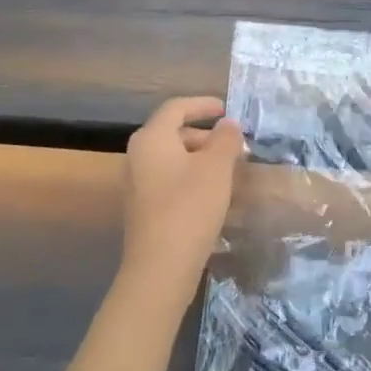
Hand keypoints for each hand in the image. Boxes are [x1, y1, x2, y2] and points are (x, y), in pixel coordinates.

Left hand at [120, 96, 245, 297]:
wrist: (160, 266)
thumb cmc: (190, 206)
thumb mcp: (217, 167)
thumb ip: (225, 139)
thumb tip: (228, 124)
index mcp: (151, 138)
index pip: (176, 108)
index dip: (202, 104)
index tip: (226, 109)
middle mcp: (137, 155)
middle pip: (173, 132)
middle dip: (205, 135)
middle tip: (233, 144)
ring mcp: (136, 183)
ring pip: (172, 157)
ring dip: (200, 157)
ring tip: (228, 169)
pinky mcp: (142, 207)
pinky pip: (168, 178)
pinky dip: (190, 176)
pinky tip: (212, 193)